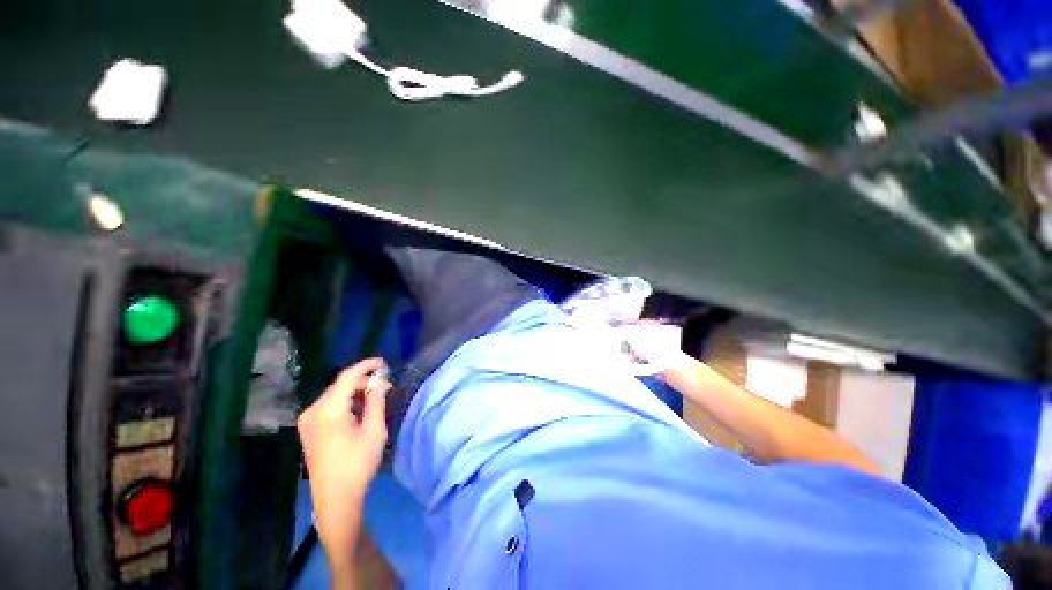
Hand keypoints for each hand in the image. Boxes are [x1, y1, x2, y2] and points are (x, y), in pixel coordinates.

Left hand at [297, 358, 388, 585]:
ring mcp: (308, 421)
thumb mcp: (373, 430)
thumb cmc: (357, 464)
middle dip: (362, 380)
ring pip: (335, 395)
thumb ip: (376, 400)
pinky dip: (346, 402)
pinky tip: (360, 409)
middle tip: (385, 383)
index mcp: (327, 410)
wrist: (334, 499)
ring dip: (355, 391)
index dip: (366, 366)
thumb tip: (380, 380)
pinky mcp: (309, 429)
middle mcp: (313, 411)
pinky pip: (329, 406)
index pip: (347, 377)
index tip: (383, 362)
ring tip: (376, 395)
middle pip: (340, 385)